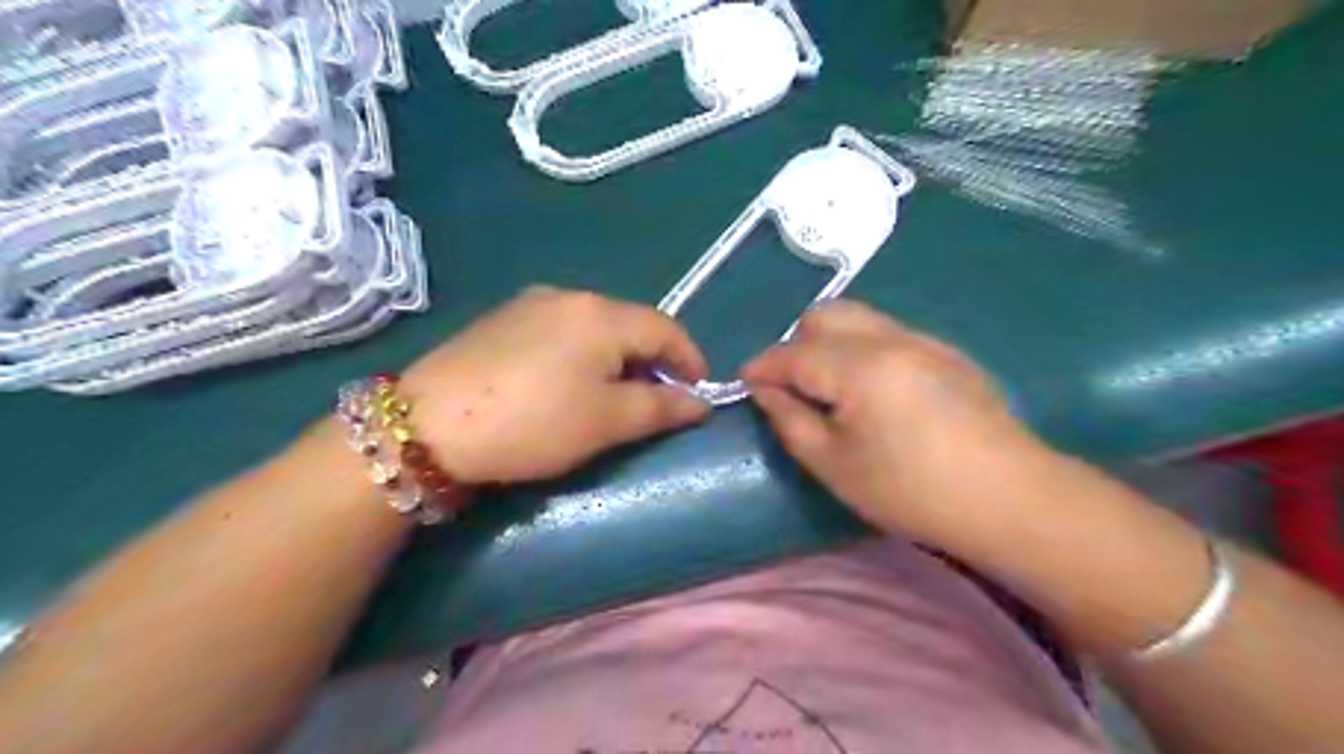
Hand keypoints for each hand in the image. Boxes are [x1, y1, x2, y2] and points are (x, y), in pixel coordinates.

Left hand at [401, 285, 706, 486]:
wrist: (428, 425)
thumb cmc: (534, 422)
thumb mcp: (607, 421)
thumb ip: (661, 408)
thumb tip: (700, 403)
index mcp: (601, 313)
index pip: (665, 328)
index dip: (690, 360)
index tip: (700, 393)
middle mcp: (568, 296)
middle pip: (629, 325)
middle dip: (653, 362)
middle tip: (657, 401)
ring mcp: (530, 304)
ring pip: (595, 328)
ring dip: (617, 359)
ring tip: (614, 397)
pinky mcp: (502, 321)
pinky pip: (561, 332)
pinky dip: (582, 356)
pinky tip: (568, 385)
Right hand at [739, 296, 1055, 545]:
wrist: (1009, 498)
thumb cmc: (911, 490)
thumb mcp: (835, 465)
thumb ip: (791, 420)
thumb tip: (765, 390)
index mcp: (859, 365)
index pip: (793, 352)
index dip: (762, 366)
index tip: (744, 382)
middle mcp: (890, 338)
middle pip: (826, 315)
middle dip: (796, 344)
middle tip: (792, 386)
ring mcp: (924, 340)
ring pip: (859, 319)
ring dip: (830, 343)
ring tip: (828, 387)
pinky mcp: (947, 353)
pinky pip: (888, 332)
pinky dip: (862, 348)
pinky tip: (872, 390)